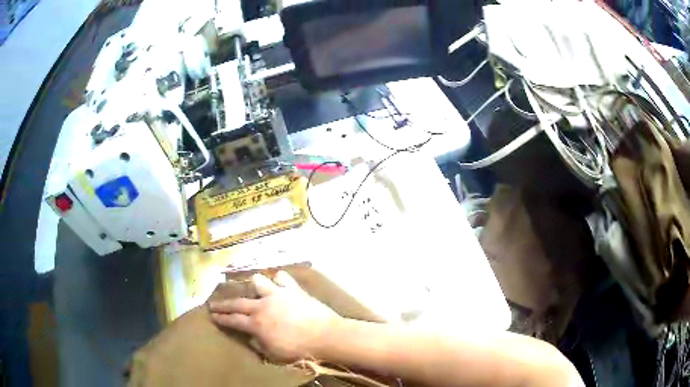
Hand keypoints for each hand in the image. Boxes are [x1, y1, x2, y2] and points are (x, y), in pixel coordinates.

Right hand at [209, 271, 339, 361]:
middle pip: (238, 303)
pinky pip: (282, 278)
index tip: (211, 316)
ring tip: (254, 289)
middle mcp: (262, 306)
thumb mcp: (274, 354)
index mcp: (256, 324)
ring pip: (258, 282)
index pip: (233, 320)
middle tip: (214, 303)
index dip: (221, 318)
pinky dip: (279, 281)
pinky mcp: (293, 290)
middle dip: (224, 304)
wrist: (325, 336)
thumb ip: (259, 344)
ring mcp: (277, 295)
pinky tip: (279, 284)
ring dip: (254, 286)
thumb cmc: (300, 350)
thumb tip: (251, 336)